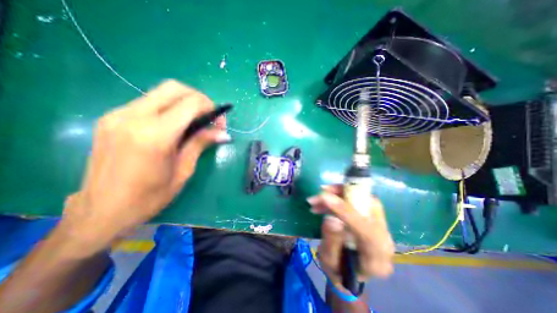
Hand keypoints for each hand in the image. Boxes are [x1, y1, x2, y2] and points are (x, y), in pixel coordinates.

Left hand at [59, 80, 228, 251]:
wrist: (102, 211)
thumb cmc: (150, 196)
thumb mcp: (184, 170)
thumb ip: (201, 144)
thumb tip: (223, 134)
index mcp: (155, 135)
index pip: (190, 104)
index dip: (211, 108)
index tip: (220, 123)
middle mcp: (134, 117)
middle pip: (174, 88)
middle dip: (199, 99)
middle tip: (209, 117)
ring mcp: (118, 114)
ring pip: (161, 92)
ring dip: (184, 102)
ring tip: (195, 122)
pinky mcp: (111, 118)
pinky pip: (148, 102)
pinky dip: (169, 108)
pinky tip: (175, 126)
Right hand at [309, 185, 395, 286]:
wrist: (352, 271)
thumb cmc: (340, 271)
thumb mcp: (329, 263)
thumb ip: (330, 243)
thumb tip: (330, 219)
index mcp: (376, 260)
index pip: (367, 232)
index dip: (345, 211)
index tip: (325, 197)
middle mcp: (385, 240)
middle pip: (370, 208)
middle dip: (343, 194)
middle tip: (321, 191)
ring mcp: (381, 227)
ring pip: (363, 199)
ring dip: (340, 193)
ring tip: (318, 197)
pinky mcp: (374, 217)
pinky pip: (359, 199)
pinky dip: (341, 195)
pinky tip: (326, 199)